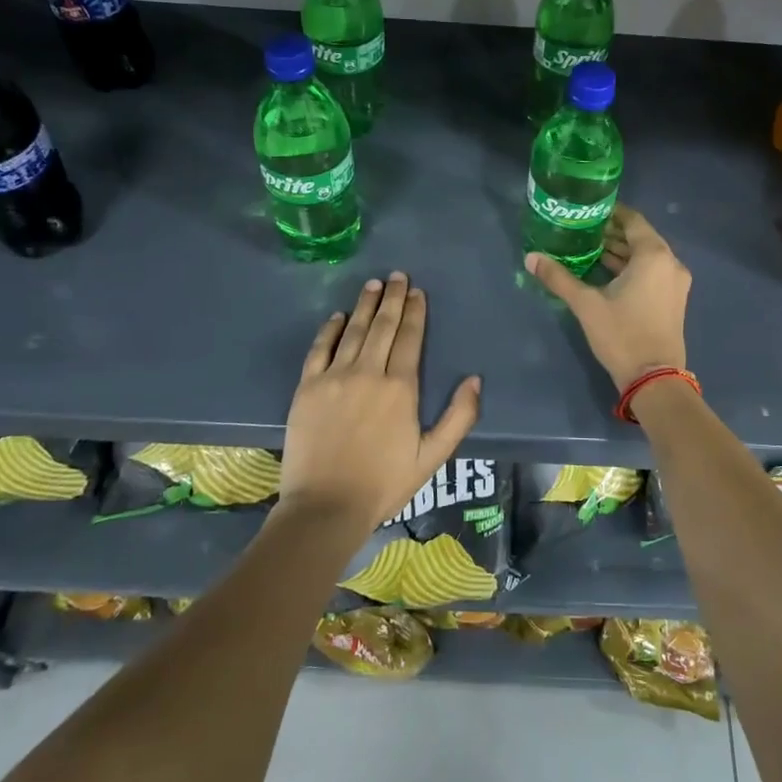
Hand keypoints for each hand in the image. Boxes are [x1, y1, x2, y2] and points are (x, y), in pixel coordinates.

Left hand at [279, 272, 481, 531]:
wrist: (326, 506)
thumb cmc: (384, 483)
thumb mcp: (432, 456)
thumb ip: (458, 416)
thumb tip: (474, 379)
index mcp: (400, 387)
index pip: (409, 338)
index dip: (415, 312)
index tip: (417, 291)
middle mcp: (368, 372)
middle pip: (382, 326)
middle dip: (392, 298)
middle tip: (397, 275)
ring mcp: (334, 377)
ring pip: (353, 330)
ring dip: (364, 305)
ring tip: (373, 284)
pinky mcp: (307, 387)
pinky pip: (320, 349)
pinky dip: (330, 329)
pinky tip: (338, 315)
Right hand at [525, 205, 690, 389]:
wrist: (654, 379)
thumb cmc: (622, 335)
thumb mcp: (586, 305)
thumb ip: (559, 278)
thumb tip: (530, 258)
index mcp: (653, 256)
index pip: (632, 220)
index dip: (611, 213)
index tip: (588, 211)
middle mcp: (670, 263)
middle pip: (640, 237)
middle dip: (612, 233)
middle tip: (582, 230)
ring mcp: (675, 283)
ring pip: (646, 256)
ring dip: (621, 252)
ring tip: (589, 249)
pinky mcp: (674, 299)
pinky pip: (652, 272)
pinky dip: (632, 268)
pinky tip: (606, 273)